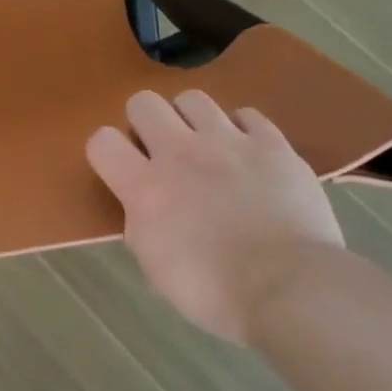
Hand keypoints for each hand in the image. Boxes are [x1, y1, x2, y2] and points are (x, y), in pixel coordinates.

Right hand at [86, 91, 342, 344]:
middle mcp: (180, 153)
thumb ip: (142, 224)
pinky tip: (247, 156)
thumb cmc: (214, 291)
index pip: (102, 142)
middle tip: (161, 152)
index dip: (108, 153)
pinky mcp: (272, 143)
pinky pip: (247, 115)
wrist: (289, 288)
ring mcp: (229, 142)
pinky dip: (241, 131)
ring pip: (193, 99)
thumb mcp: (155, 267)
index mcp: (144, 188)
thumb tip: (144, 208)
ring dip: (191, 121)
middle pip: (143, 102)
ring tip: (205, 148)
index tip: (122, 170)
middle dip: (145, 123)